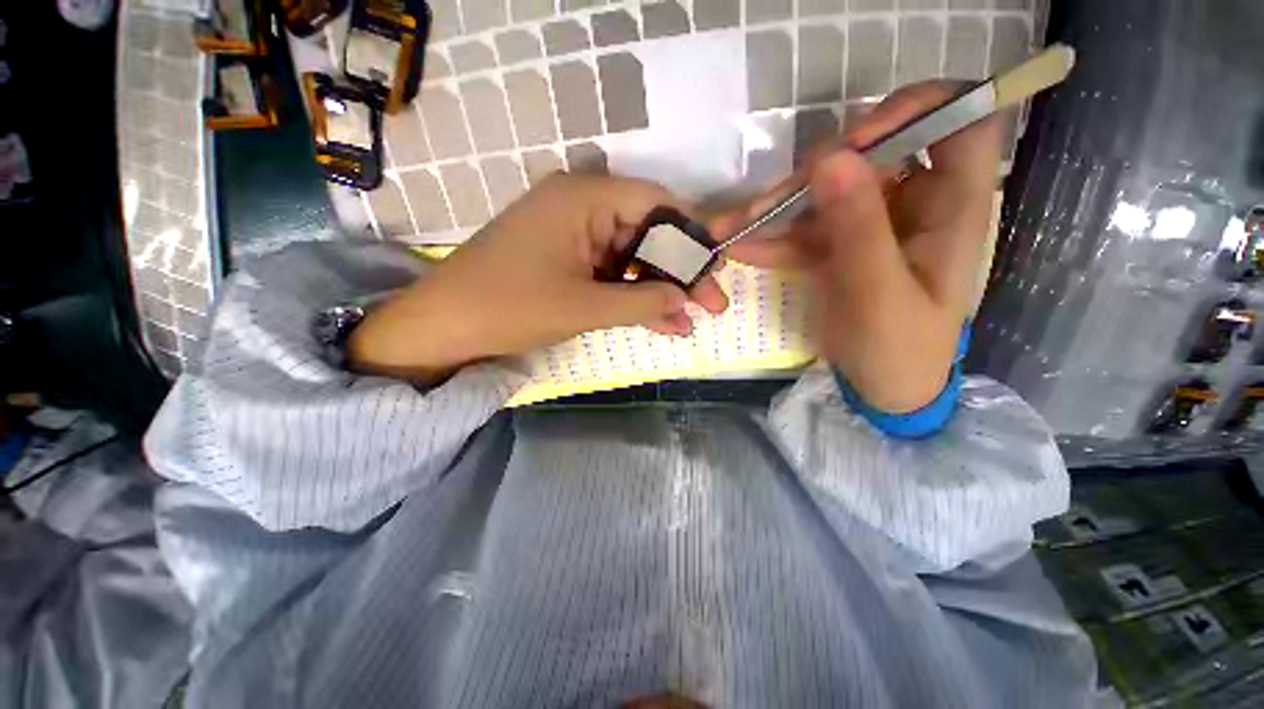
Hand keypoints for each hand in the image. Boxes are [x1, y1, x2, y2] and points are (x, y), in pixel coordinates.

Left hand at [348, 172, 728, 383]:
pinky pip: (612, 272)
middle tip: (712, 304)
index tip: (717, 268)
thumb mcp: (584, 307)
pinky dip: (635, 296)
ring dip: (660, 290)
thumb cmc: (509, 307)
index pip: (657, 204)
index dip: (692, 236)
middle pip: (649, 233)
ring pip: (633, 258)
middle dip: (681, 272)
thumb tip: (686, 301)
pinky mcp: (569, 258)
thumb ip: (642, 302)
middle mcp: (583, 205)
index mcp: (584, 198)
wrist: (445, 325)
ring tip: (690, 320)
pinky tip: (661, 321)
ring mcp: (575, 233)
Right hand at [721, 82, 1002, 412]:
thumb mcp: (878, 292)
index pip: (964, 120)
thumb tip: (830, 157)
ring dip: (778, 208)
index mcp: (953, 206)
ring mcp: (872, 224)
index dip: (916, 110)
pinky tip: (740, 249)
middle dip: (816, 172)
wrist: (882, 387)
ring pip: (826, 193)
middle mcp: (915, 203)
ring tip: (732, 227)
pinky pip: (804, 229)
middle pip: (873, 153)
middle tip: (771, 202)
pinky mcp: (839, 245)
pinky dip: (772, 238)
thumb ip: (858, 227)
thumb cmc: (898, 347)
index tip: (855, 143)